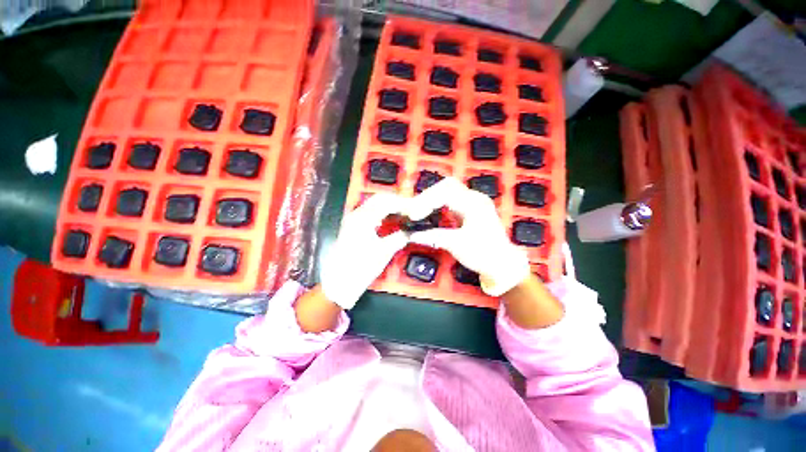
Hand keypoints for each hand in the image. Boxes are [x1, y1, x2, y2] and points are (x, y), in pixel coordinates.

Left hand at [320, 193, 409, 309]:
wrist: (339, 282)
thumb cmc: (360, 267)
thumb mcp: (384, 252)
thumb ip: (399, 238)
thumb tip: (411, 232)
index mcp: (363, 219)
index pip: (386, 202)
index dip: (402, 204)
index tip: (414, 209)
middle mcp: (356, 215)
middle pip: (379, 199)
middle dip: (396, 203)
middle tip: (409, 210)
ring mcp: (353, 220)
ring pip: (374, 205)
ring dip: (389, 207)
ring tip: (402, 215)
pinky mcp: (352, 227)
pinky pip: (369, 213)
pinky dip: (381, 214)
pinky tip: (389, 222)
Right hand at [406, 178, 530, 296]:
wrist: (503, 264)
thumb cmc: (483, 254)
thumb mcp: (457, 245)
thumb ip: (433, 236)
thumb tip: (411, 235)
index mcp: (474, 204)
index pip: (445, 192)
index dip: (426, 201)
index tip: (413, 215)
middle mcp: (474, 198)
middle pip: (447, 186)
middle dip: (428, 196)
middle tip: (414, 211)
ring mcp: (473, 202)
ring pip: (448, 191)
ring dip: (432, 199)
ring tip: (419, 211)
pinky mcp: (470, 209)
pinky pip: (451, 200)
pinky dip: (438, 204)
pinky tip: (430, 213)